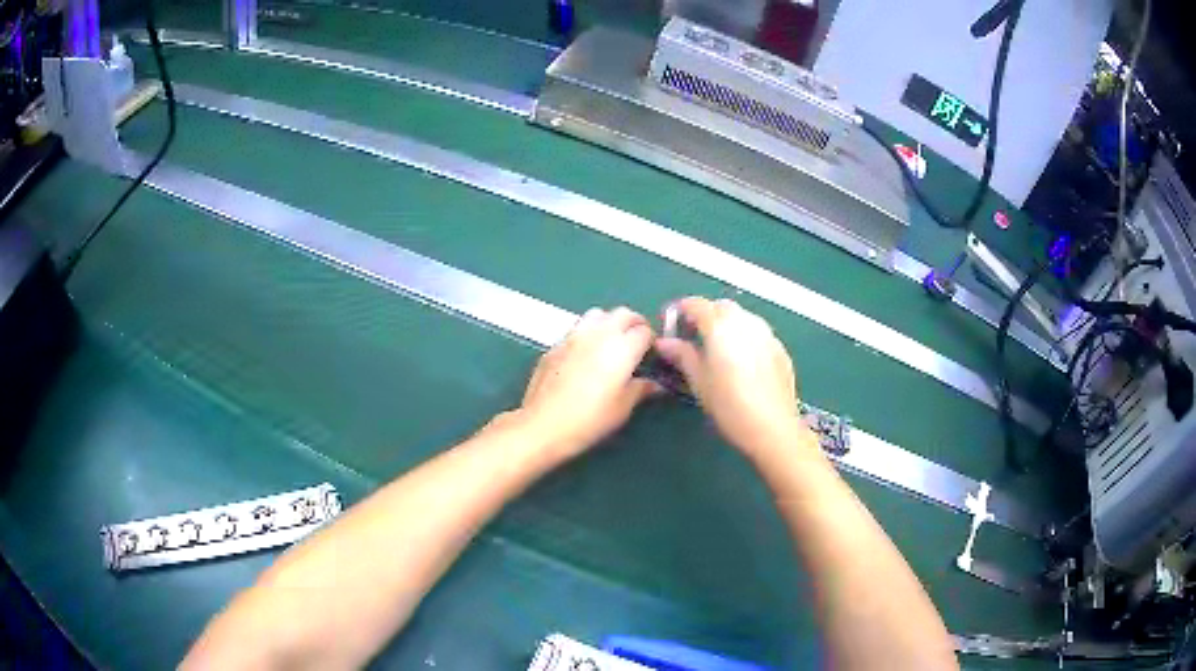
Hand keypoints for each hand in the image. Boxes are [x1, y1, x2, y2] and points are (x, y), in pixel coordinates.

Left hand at [517, 307, 659, 458]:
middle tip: (636, 342)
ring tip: (611, 343)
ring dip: (609, 322)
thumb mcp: (622, 408)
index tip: (651, 355)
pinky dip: (588, 333)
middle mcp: (599, 334)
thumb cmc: (590, 419)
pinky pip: (577, 328)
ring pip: (598, 314)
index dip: (651, 341)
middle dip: (634, 323)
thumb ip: (640, 389)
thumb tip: (653, 384)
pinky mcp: (556, 344)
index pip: (645, 330)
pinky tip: (585, 355)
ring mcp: (574, 335)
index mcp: (622, 348)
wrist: (543, 424)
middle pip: (623, 313)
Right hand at [655, 297, 805, 457]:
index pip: (695, 304)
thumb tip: (664, 342)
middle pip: (721, 307)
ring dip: (727, 325)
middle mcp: (745, 321)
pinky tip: (742, 363)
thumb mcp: (699, 381)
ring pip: (742, 317)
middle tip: (693, 337)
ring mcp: (767, 333)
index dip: (679, 310)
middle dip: (705, 315)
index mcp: (720, 326)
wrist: (773, 427)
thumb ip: (682, 355)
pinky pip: (758, 333)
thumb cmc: (729, 405)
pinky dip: (745, 338)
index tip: (670, 324)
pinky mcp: (780, 348)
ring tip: (718, 350)